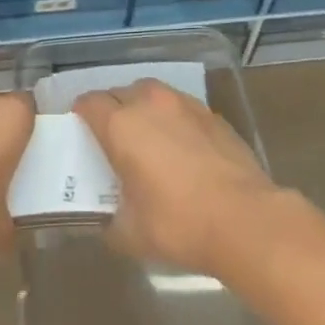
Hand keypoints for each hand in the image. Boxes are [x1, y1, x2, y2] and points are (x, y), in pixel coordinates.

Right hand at [73, 80, 281, 275]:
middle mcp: (151, 104)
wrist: (243, 218)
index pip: (89, 103)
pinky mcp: (213, 115)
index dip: (81, 116)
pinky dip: (174, 120)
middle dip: (112, 110)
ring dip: (144, 109)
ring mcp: (186, 105)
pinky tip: (181, 148)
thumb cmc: (177, 223)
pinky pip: (181, 108)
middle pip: (120, 92)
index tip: (81, 134)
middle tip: (113, 140)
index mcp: (122, 125)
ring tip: (148, 140)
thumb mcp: (129, 233)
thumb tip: (108, 216)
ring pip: (153, 94)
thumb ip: (110, 217)